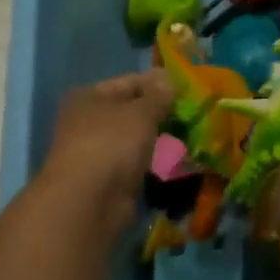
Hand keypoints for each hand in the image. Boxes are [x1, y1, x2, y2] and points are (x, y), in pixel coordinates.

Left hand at [39, 70, 173, 236]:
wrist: (89, 202)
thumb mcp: (142, 111)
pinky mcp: (106, 178)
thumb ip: (158, 94)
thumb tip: (167, 77)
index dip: (159, 84)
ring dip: (158, 139)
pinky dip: (152, 162)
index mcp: (90, 96)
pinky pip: (135, 162)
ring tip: (187, 139)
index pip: (131, 82)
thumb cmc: (112, 143)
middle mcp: (88, 120)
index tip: (188, 91)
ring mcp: (96, 150)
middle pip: (132, 110)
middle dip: (160, 114)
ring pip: (135, 138)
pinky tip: (174, 162)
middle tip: (191, 116)